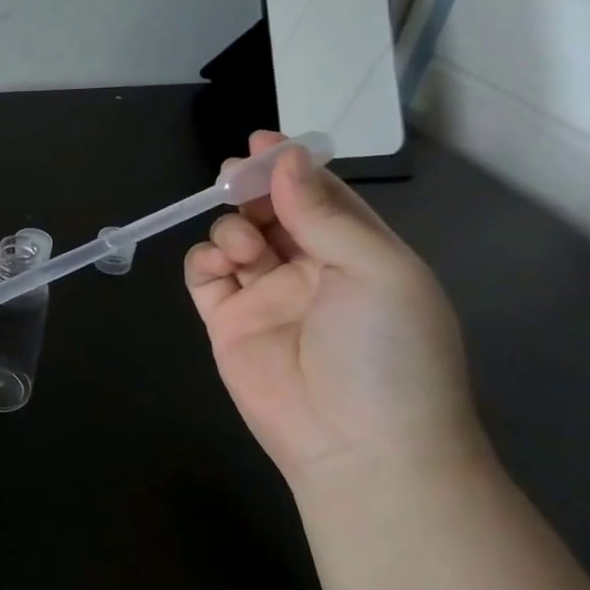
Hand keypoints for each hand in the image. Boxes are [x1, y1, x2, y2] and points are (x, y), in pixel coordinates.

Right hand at [184, 132, 479, 488]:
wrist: (358, 447)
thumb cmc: (386, 351)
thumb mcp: (377, 271)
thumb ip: (324, 213)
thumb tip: (285, 158)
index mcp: (357, 253)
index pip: (320, 196)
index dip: (291, 167)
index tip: (261, 142)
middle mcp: (310, 270)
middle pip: (270, 212)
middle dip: (250, 188)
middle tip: (232, 176)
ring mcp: (265, 296)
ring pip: (234, 238)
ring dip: (232, 227)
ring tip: (243, 248)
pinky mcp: (227, 322)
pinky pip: (204, 276)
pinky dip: (204, 260)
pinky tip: (218, 265)